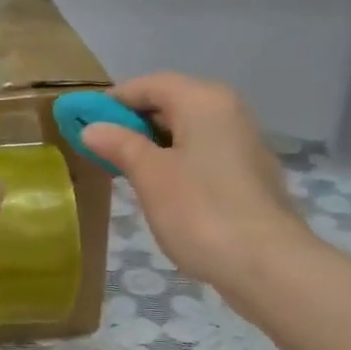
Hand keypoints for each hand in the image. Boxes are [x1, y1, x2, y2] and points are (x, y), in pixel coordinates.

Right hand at [80, 73, 310, 290]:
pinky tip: (162, 189)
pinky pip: (204, 153)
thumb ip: (120, 145)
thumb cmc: (200, 210)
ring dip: (155, 144)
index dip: (114, 100)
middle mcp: (229, 112)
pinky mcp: (250, 175)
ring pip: (189, 131)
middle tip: (101, 148)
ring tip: (125, 170)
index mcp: (204, 101)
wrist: (266, 264)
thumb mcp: (150, 175)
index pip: (150, 84)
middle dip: (134, 122)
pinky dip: (178, 161)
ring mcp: (244, 144)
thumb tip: (92, 128)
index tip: (84, 121)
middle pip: (172, 103)